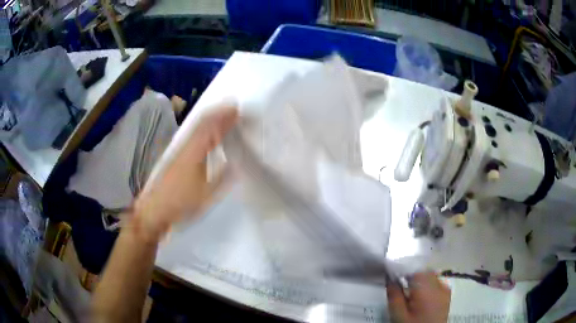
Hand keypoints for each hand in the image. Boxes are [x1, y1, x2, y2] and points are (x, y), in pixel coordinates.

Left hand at [132, 105, 237, 240]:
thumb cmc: (181, 203)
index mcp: (194, 152)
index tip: (238, 109)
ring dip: (210, 117)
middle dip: (218, 112)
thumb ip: (223, 178)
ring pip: (195, 126)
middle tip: (233, 107)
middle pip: (202, 121)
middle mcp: (185, 145)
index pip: (210, 126)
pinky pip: (191, 133)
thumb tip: (237, 164)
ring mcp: (178, 148)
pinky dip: (202, 127)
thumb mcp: (206, 194)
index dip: (224, 116)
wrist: (155, 209)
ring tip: (223, 114)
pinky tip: (206, 131)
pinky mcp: (175, 154)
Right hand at [387, 272, 450, 322]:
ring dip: (420, 280)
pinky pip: (437, 283)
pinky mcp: (447, 295)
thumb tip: (390, 278)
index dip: (403, 270)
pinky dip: (428, 285)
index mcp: (427, 289)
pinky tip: (421, 297)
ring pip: (431, 276)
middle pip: (424, 272)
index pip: (414, 270)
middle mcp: (439, 285)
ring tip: (410, 294)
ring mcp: (445, 290)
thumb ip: (394, 295)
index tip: (392, 276)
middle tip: (399, 287)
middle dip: (411, 276)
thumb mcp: (398, 315)